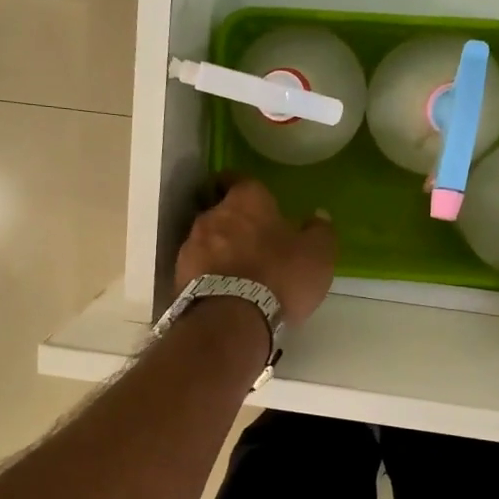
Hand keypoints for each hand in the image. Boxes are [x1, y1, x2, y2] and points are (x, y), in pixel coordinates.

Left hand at [175, 175, 336, 326]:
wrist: (230, 320)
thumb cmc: (279, 277)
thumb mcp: (317, 256)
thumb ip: (319, 232)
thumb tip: (318, 216)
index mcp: (246, 200)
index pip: (238, 178)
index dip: (241, 184)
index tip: (249, 195)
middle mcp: (212, 215)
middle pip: (219, 209)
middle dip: (233, 221)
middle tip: (251, 239)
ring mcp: (191, 245)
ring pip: (205, 239)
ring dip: (218, 249)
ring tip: (236, 270)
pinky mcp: (179, 275)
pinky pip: (196, 267)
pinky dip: (207, 273)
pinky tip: (222, 290)